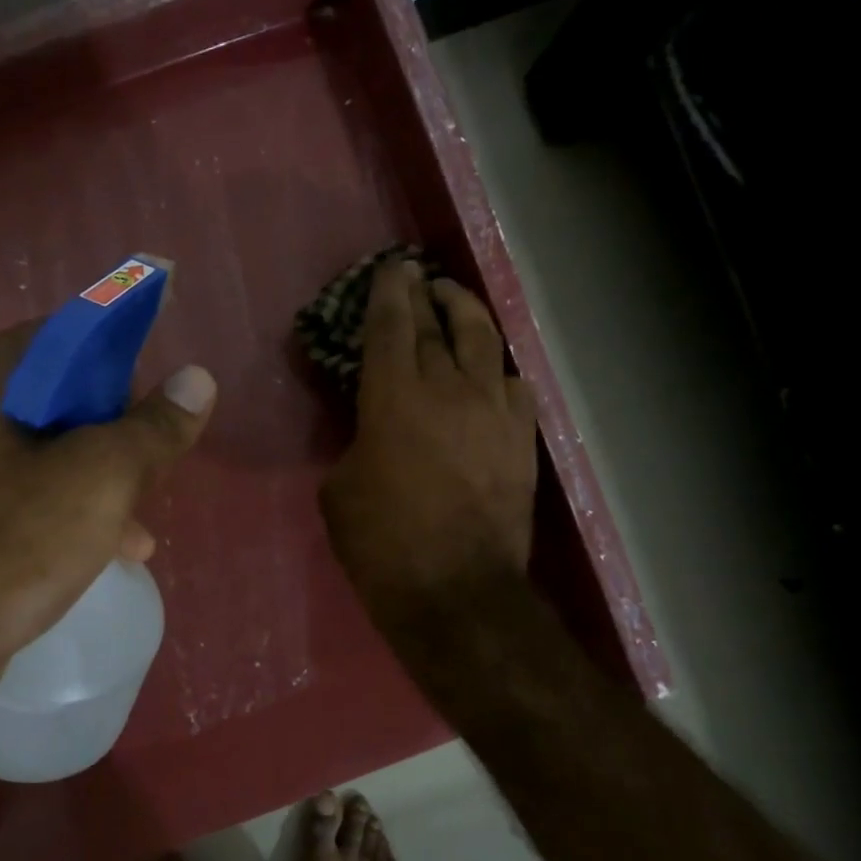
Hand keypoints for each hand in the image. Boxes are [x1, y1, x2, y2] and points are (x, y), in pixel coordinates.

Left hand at [0, 322, 216, 681]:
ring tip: (140, 527)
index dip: (121, 366)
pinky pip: (21, 494)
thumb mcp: (101, 479)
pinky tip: (105, 551)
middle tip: (150, 471)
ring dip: (98, 482)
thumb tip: (199, 379)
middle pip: (59, 397)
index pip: (68, 336)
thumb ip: (154, 427)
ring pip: (44, 452)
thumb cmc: (12, 545)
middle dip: (114, 436)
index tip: (153, 411)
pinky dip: (65, 511)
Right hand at [320, 261, 537, 636]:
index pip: (390, 326)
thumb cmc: (382, 544)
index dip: (387, 292)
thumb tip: (373, 438)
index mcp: (393, 398)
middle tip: (414, 275)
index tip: (389, 268)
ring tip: (452, 300)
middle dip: (422, 294)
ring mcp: (492, 412)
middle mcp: (448, 389)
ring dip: (464, 314)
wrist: (456, 592)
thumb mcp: (339, 492)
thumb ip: (355, 447)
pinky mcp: (521, 440)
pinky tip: (491, 374)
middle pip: (435, 325)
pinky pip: (513, 386)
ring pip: (483, 342)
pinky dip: (497, 371)